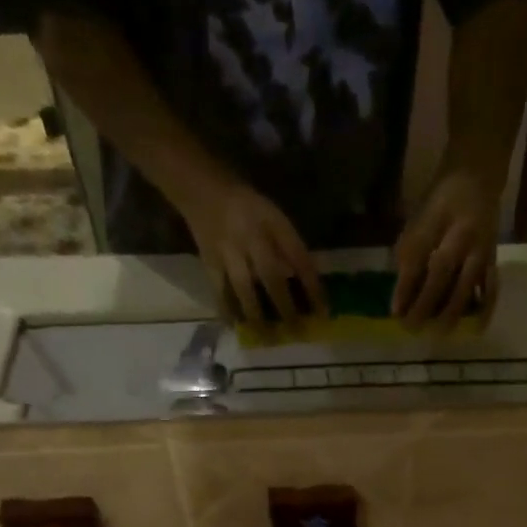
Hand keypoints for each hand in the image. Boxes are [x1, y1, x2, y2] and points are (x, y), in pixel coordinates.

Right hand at [178, 177, 325, 329]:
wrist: (203, 188)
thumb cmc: (248, 208)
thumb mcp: (275, 217)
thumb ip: (289, 248)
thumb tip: (307, 284)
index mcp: (273, 224)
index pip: (299, 258)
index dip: (313, 286)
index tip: (324, 312)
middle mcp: (251, 237)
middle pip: (271, 277)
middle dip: (285, 306)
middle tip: (297, 332)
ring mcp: (228, 251)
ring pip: (244, 288)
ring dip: (257, 316)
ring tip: (267, 339)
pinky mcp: (209, 262)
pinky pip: (219, 290)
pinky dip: (227, 310)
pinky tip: (235, 328)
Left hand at [393, 165, 500, 329]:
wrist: (477, 177)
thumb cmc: (440, 202)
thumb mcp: (419, 218)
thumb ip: (409, 252)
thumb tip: (401, 293)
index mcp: (436, 220)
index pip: (417, 257)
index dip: (405, 286)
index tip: (395, 312)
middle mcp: (460, 235)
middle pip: (442, 272)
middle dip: (426, 303)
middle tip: (413, 328)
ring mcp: (480, 247)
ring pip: (467, 282)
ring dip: (453, 310)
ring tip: (439, 333)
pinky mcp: (493, 258)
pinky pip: (492, 286)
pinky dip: (485, 308)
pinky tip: (476, 328)